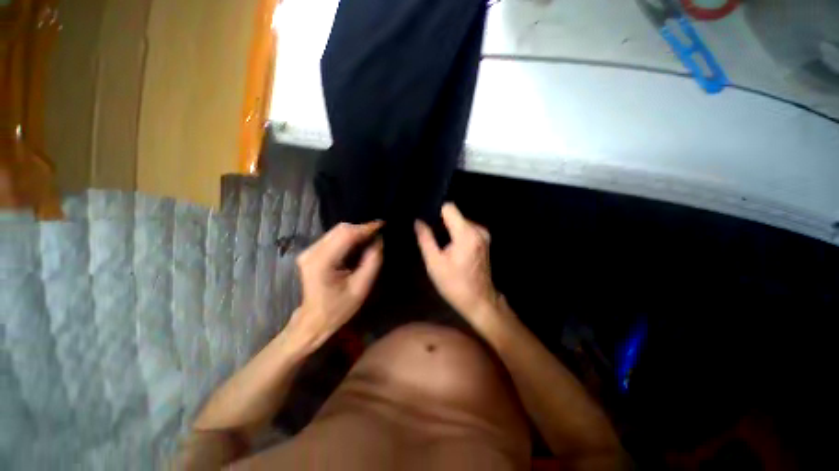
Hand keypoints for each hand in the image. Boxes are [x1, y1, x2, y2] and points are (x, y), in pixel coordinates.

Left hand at [284, 221, 383, 351]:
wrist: (314, 319)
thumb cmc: (339, 308)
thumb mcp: (361, 287)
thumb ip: (372, 262)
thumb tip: (378, 241)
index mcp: (322, 262)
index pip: (346, 235)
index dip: (366, 228)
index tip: (382, 224)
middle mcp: (312, 252)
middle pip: (341, 229)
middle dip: (362, 229)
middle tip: (378, 234)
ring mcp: (309, 251)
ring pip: (337, 231)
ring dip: (356, 233)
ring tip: (371, 239)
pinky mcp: (311, 252)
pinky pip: (333, 237)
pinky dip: (348, 237)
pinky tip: (358, 244)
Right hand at [415, 203, 502, 330]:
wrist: (479, 300)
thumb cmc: (454, 284)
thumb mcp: (434, 263)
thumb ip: (425, 239)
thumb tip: (418, 221)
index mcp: (466, 234)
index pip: (448, 208)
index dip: (435, 212)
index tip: (425, 222)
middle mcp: (478, 229)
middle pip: (454, 215)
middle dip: (440, 223)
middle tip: (431, 238)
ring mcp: (483, 234)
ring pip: (459, 221)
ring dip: (448, 229)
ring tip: (440, 245)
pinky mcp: (484, 239)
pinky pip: (466, 228)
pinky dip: (456, 233)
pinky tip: (450, 247)